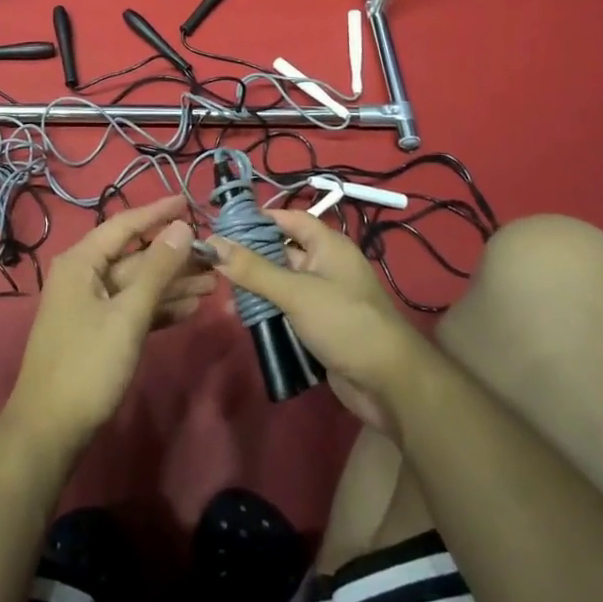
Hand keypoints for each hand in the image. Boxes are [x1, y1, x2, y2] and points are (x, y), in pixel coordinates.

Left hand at [2, 195, 203, 456]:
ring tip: (213, 283)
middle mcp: (83, 276)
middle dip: (174, 257)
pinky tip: (190, 309)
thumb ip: (157, 270)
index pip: (125, 225)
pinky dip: (159, 308)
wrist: (50, 430)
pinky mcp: (98, 332)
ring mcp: (90, 306)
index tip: (189, 202)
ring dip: (173, 284)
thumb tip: (182, 226)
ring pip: (137, 285)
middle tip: (215, 256)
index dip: (158, 213)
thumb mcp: (128, 314)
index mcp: (82, 262)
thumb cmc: (87, 365)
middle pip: (135, 257)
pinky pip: (133, 309)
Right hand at [209, 209, 428, 435]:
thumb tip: (213, 242)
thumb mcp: (295, 292)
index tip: (225, 225)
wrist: (389, 383)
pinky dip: (268, 312)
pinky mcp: (321, 326)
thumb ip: (253, 269)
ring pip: (283, 283)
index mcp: (328, 246)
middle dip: (251, 256)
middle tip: (214, 261)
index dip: (260, 219)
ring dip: (257, 287)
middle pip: (283, 251)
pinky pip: (288, 310)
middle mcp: (327, 266)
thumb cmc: (345, 322)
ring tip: (220, 291)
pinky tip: (243, 318)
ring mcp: (325, 297)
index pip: (290, 219)